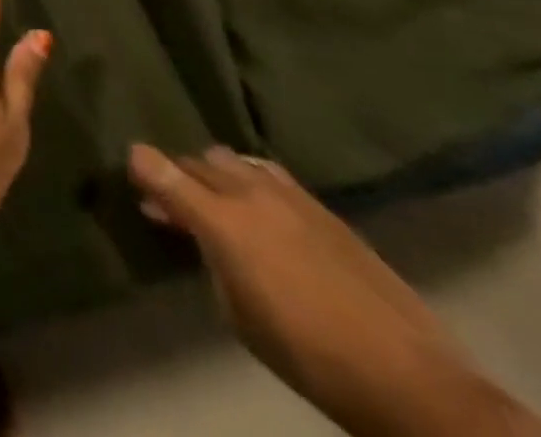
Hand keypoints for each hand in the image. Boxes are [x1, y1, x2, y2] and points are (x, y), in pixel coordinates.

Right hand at [128, 145, 540, 436]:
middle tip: (172, 201)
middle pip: (197, 161)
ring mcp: (290, 196)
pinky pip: (270, 175)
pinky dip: (252, 182)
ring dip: (217, 174)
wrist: (410, 381)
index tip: (130, 168)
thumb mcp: (237, 314)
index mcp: (221, 220)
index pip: (161, 170)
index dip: (140, 165)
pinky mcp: (323, 208)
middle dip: (179, 174)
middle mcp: (249, 193)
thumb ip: (205, 257)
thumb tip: (186, 227)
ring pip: (234, 159)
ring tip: (219, 200)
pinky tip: (261, 209)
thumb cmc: (307, 355)